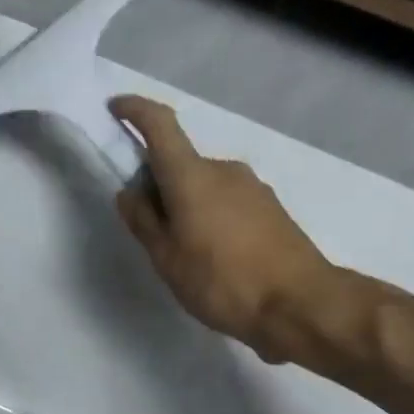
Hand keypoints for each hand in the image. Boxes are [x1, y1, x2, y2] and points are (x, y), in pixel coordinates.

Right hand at [112, 96, 337, 362]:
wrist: (298, 304)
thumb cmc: (222, 281)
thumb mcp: (167, 258)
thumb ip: (144, 222)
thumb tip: (129, 192)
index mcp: (192, 176)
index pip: (160, 125)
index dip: (135, 111)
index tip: (115, 109)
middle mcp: (224, 170)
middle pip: (181, 164)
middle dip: (159, 185)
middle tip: (148, 228)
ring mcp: (252, 188)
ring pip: (205, 187)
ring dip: (187, 206)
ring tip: (184, 254)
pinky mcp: (271, 209)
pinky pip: (227, 203)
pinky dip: (211, 219)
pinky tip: (214, 259)